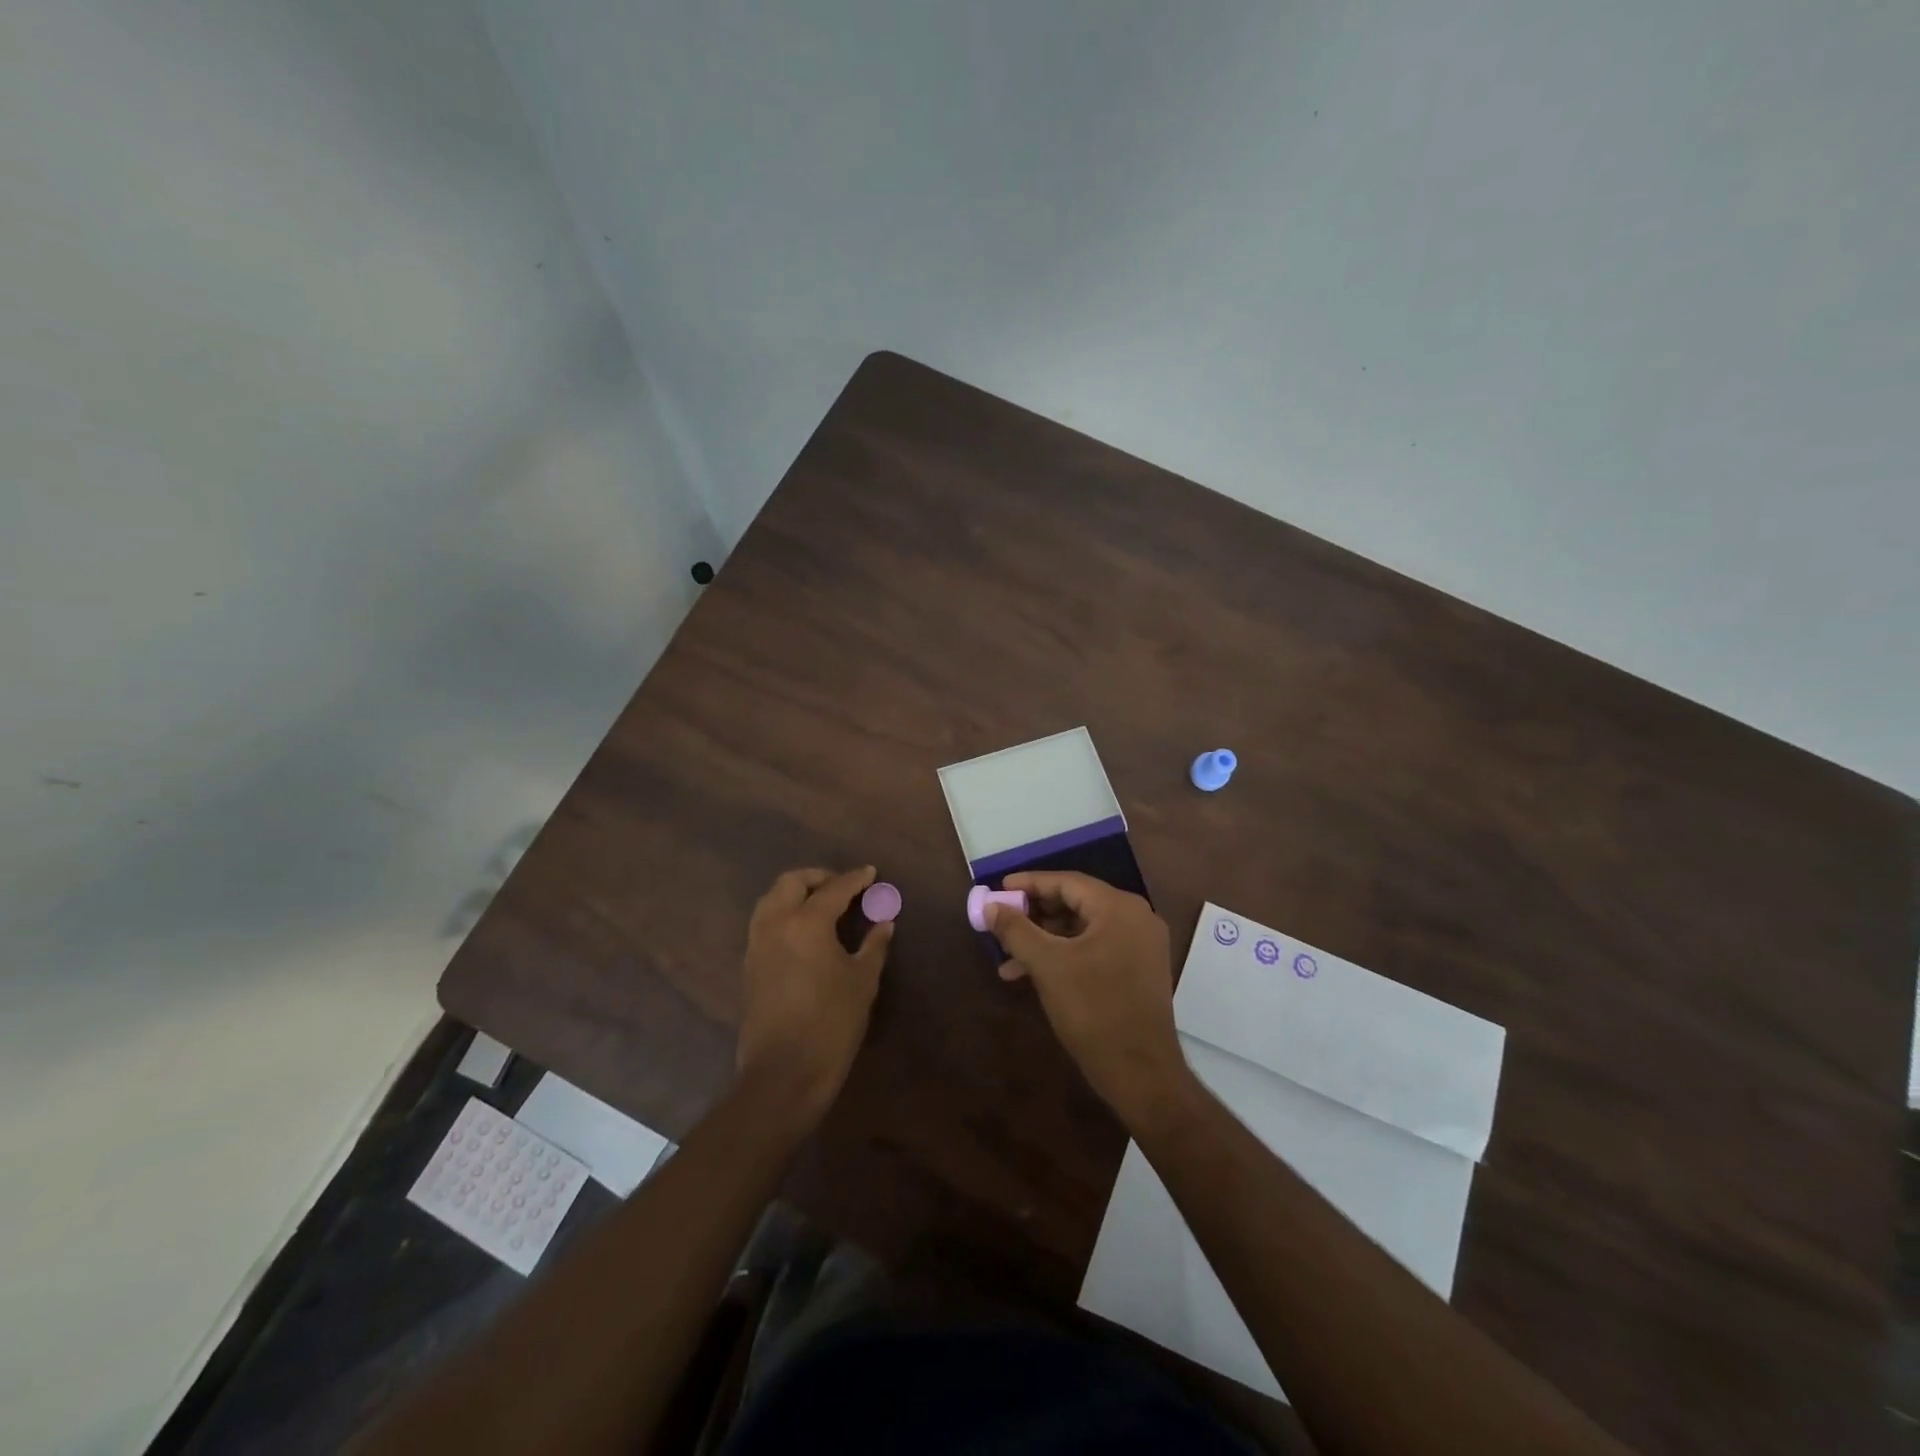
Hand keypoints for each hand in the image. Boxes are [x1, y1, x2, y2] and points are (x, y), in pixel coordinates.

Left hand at [736, 866, 892, 1126]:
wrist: (783, 1073)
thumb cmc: (831, 1024)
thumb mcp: (863, 982)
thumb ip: (874, 946)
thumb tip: (884, 923)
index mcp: (807, 922)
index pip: (834, 889)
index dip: (855, 879)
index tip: (870, 872)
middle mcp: (776, 924)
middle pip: (791, 882)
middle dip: (818, 877)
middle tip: (842, 886)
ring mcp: (757, 944)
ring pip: (771, 899)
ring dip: (795, 893)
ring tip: (821, 905)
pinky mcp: (749, 965)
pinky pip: (764, 922)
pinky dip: (783, 913)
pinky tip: (803, 932)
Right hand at [986, 871, 1189, 1120]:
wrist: (1141, 1072)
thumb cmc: (1093, 1010)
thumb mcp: (1047, 965)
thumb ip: (1016, 930)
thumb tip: (991, 906)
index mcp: (1119, 908)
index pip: (1068, 882)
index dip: (1030, 884)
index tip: (999, 888)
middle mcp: (1135, 918)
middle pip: (1076, 902)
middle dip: (1035, 914)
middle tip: (1003, 921)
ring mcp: (1140, 945)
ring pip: (1083, 929)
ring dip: (1045, 940)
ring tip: (1009, 958)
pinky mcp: (1138, 970)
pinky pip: (1095, 948)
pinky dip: (1065, 955)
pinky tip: (1034, 975)